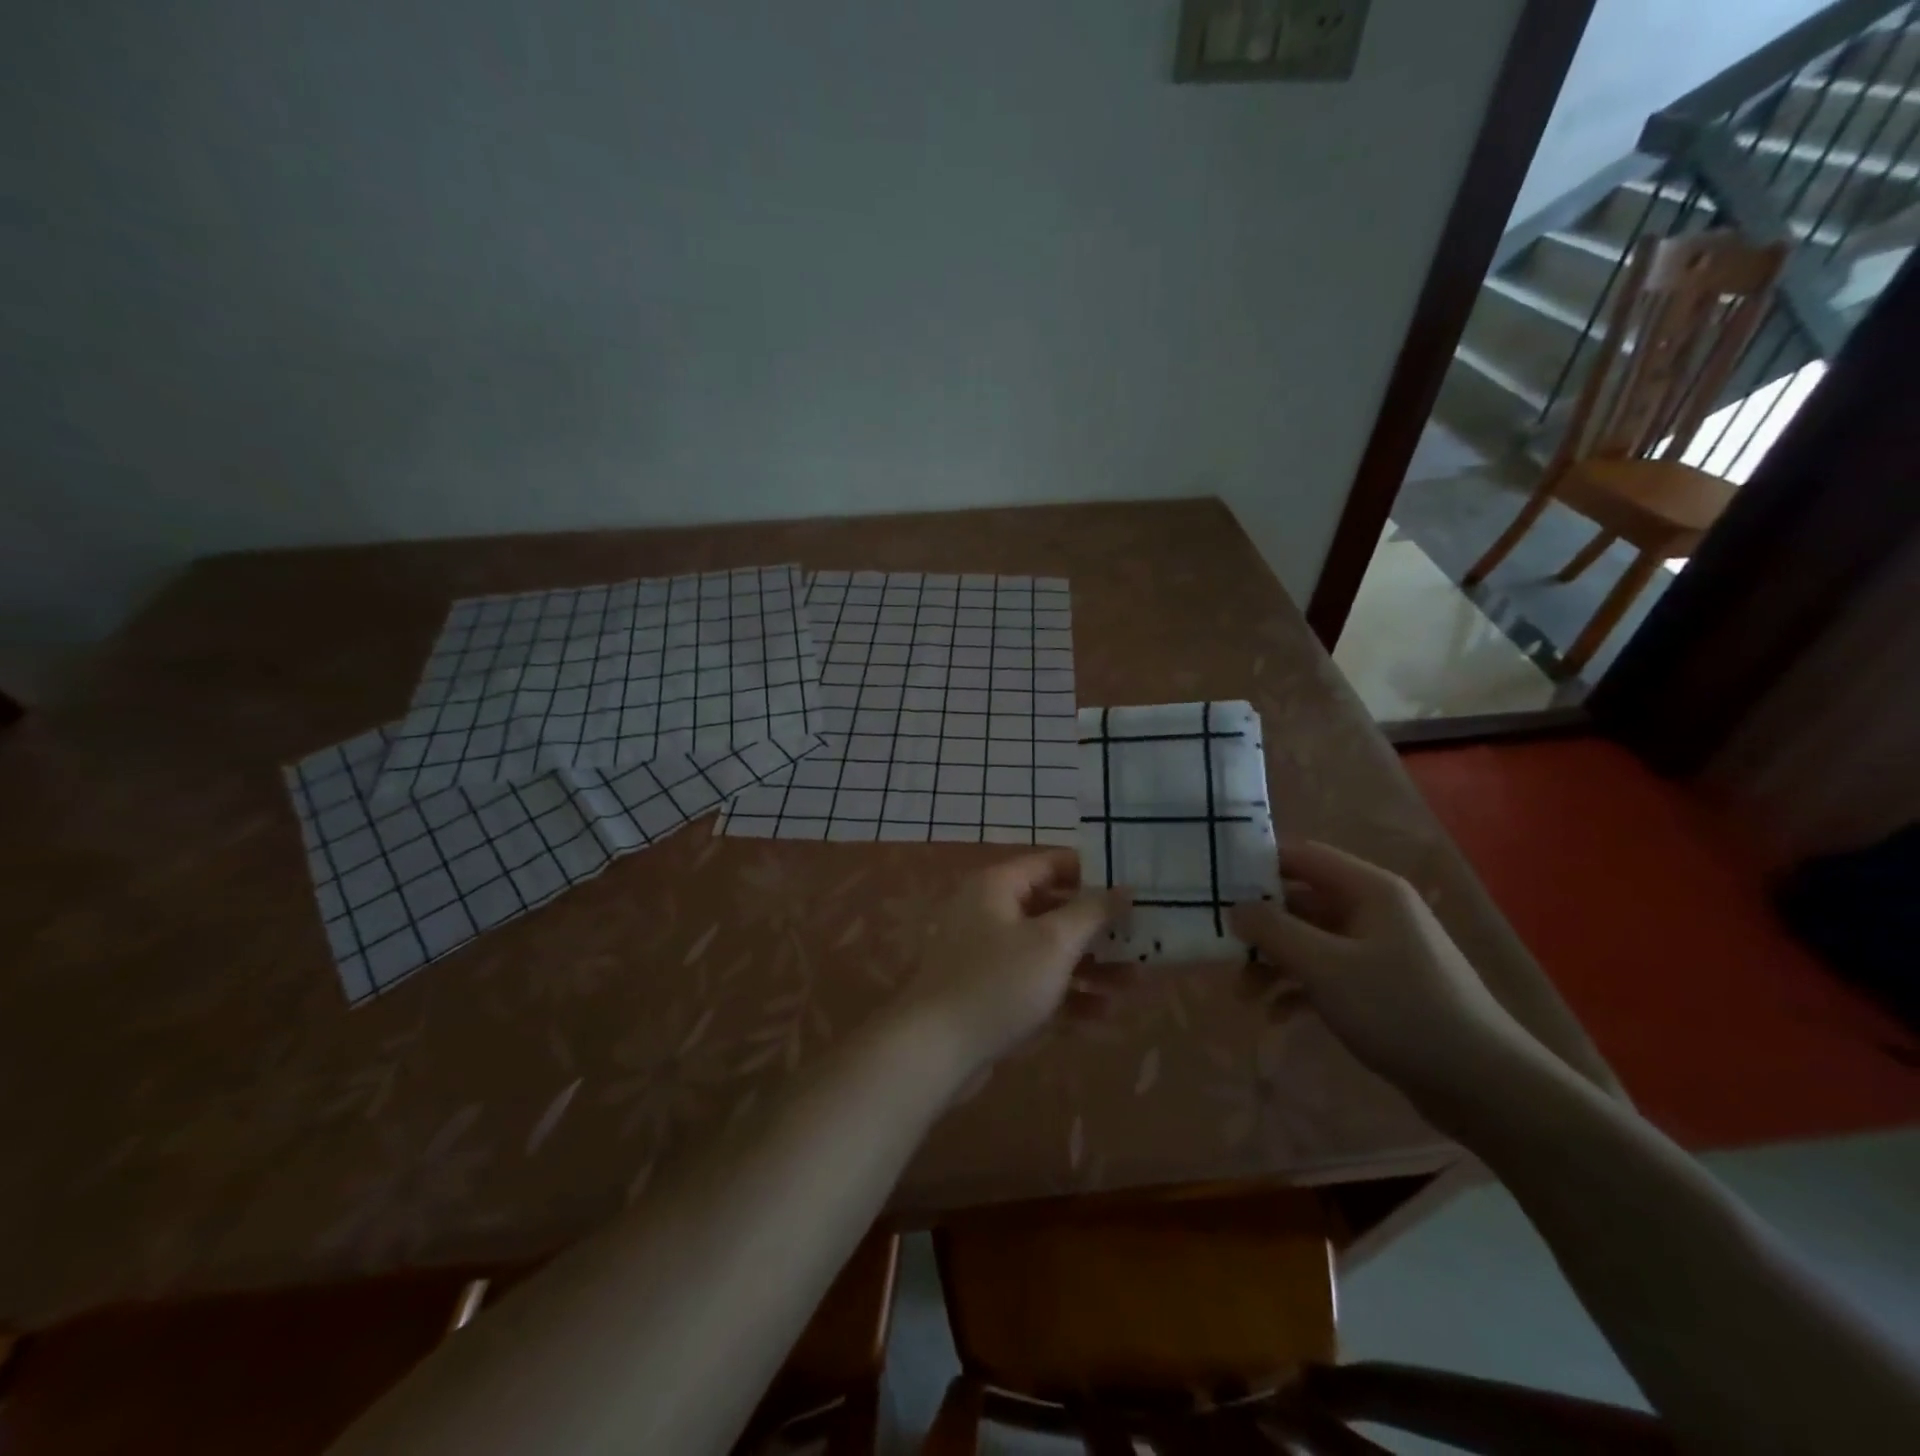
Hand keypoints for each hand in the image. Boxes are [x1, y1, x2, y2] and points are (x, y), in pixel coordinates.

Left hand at [899, 849, 1128, 1066]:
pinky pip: (1037, 986)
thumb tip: (1124, 887)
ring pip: (1049, 953)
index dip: (1094, 874)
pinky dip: (1068, 997)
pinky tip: (1104, 1016)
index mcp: (998, 887)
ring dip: (1091, 968)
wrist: (934, 1051)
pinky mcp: (991, 995)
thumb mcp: (1053, 942)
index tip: (1134, 888)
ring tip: (1135, 985)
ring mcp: (990, 957)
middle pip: (1055, 911)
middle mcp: (992, 914)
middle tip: (1142, 941)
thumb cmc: (998, 982)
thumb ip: (1092, 911)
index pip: (1053, 865)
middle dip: (1100, 930)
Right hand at [1229, 842, 1534, 1103]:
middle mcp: (1374, 911)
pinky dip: (1298, 989)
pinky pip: (1326, 974)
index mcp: (1369, 890)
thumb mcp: (1325, 967)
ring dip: (1274, 963)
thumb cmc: (1401, 1011)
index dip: (1257, 865)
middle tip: (1221, 948)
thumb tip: (1235, 908)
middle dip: (1260, 926)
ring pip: (1310, 941)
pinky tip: (1276, 1016)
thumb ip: (1274, 931)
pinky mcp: (1381, 988)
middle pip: (1301, 901)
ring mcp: (1379, 950)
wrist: (1485, 1087)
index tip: (1215, 885)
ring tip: (1243, 995)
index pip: (1301, 856)